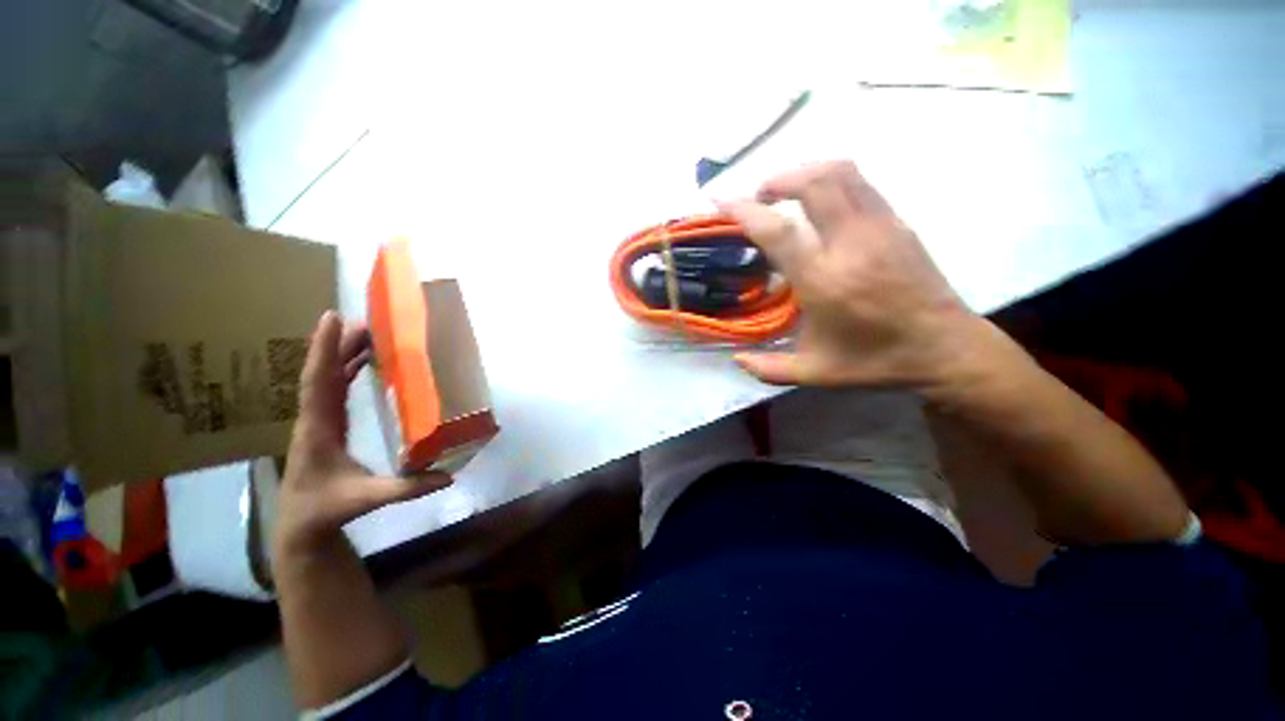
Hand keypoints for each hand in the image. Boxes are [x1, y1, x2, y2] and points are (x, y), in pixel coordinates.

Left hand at [273, 312, 449, 554]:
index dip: (324, 350)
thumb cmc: (326, 510)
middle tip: (365, 320)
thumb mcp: (366, 499)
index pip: (319, 382)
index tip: (332, 319)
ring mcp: (318, 421)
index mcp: (318, 429)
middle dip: (339, 344)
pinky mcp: (326, 425)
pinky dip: (346, 370)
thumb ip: (407, 489)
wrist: (300, 526)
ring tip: (367, 332)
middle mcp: (313, 418)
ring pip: (327, 379)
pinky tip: (363, 362)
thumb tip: (449, 476)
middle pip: (322, 373)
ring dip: (343, 354)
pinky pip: (334, 390)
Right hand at [719, 161, 985, 389]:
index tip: (722, 202)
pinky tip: (820, 203)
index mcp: (824, 282)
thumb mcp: (815, 373)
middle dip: (777, 179)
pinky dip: (830, 179)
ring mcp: (880, 227)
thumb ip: (769, 369)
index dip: (744, 210)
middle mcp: (851, 244)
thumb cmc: (875, 361)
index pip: (778, 230)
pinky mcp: (898, 223)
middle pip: (813, 182)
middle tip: (759, 197)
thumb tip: (736, 359)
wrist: (944, 348)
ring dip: (805, 172)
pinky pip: (860, 183)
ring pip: (841, 172)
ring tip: (786, 193)